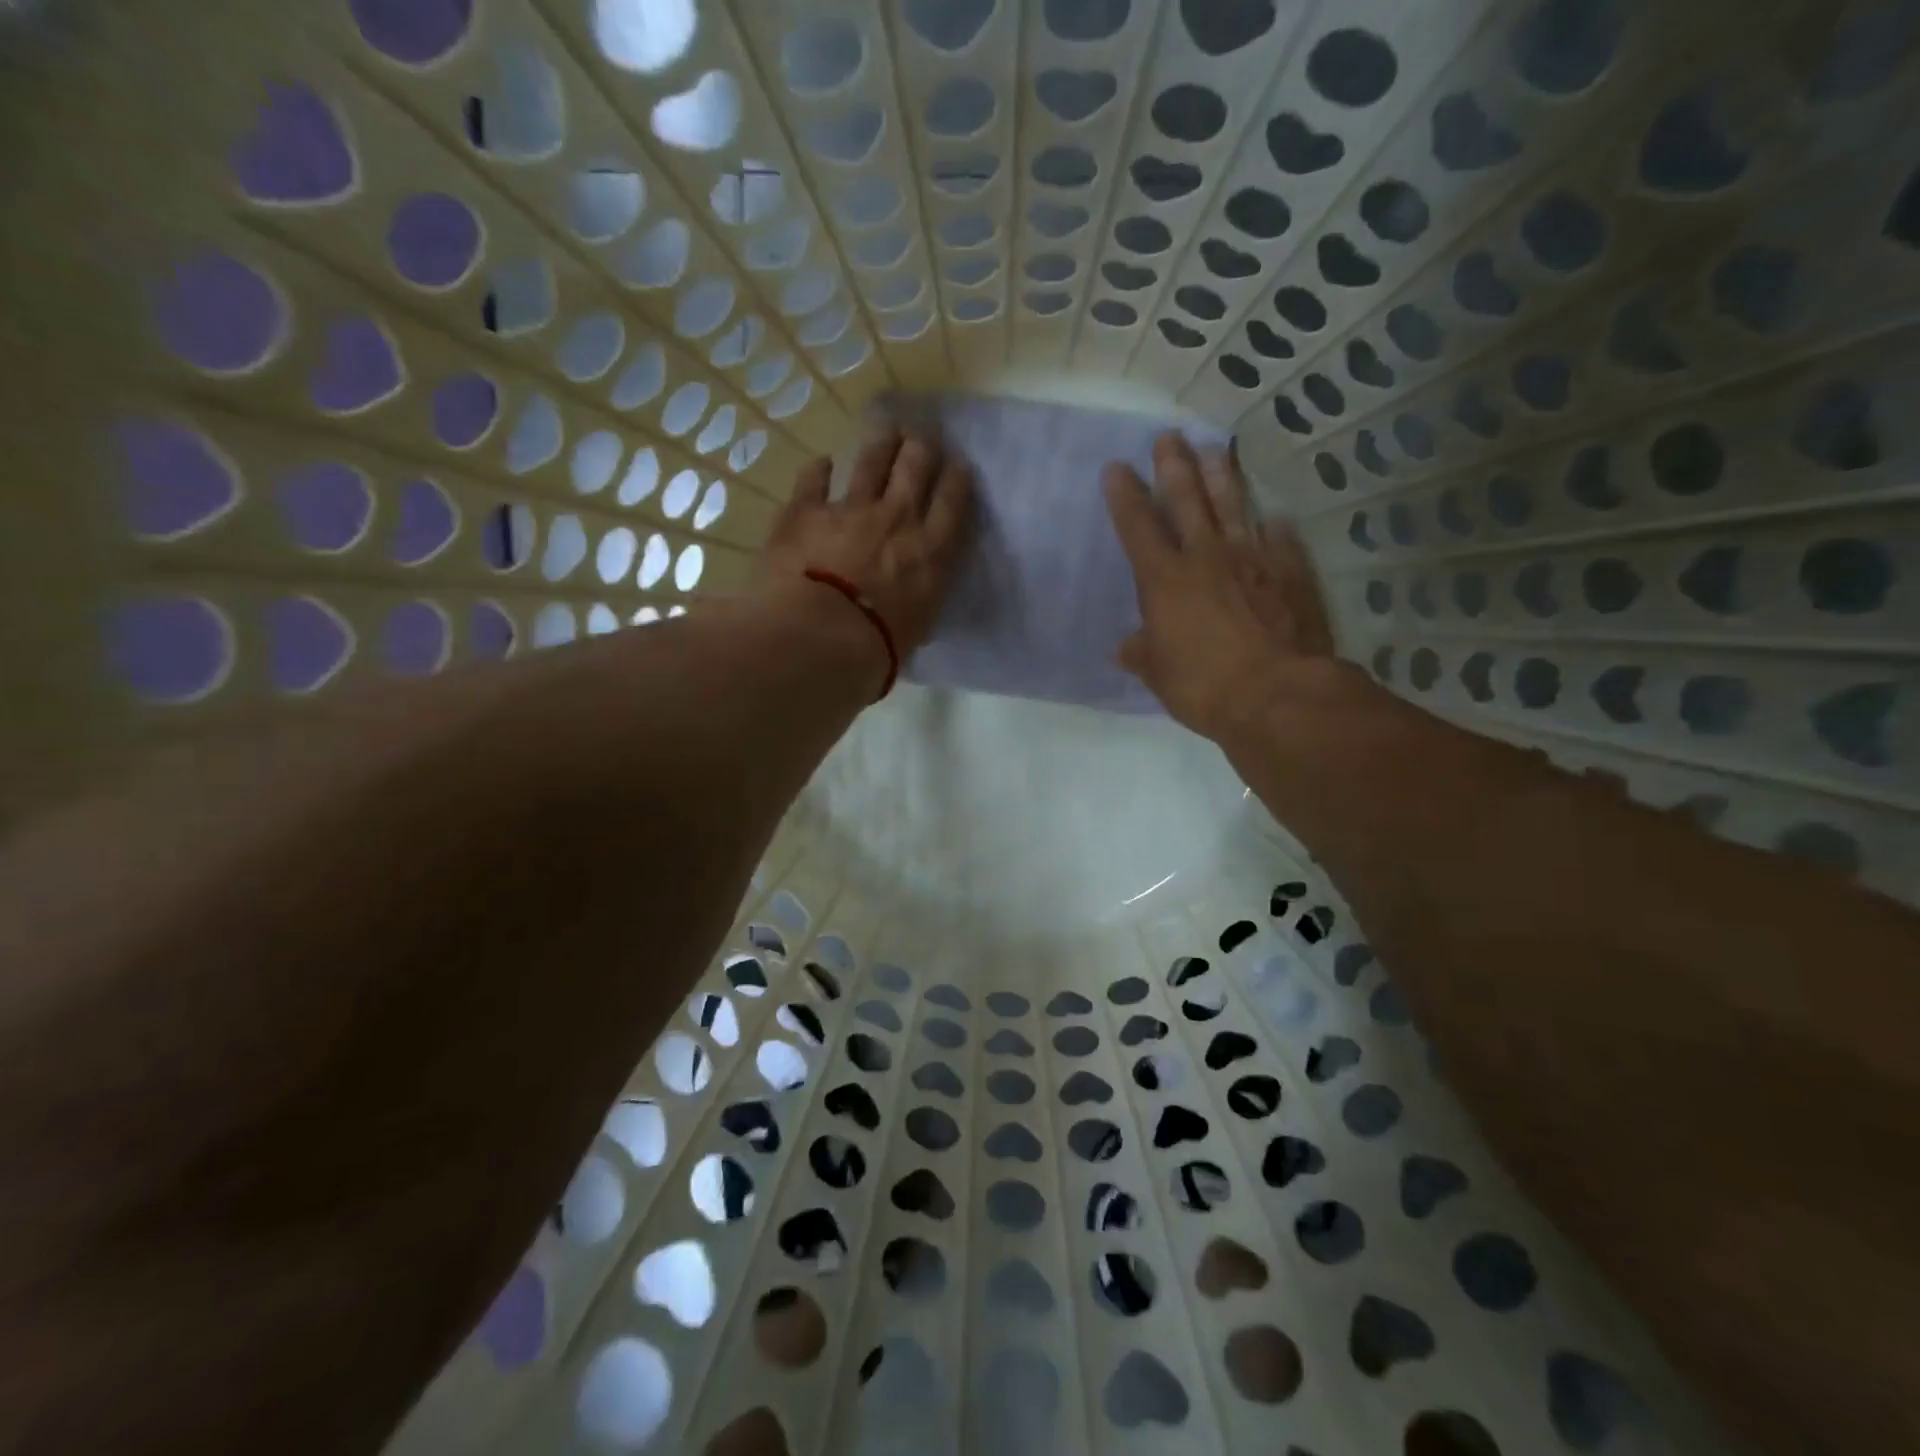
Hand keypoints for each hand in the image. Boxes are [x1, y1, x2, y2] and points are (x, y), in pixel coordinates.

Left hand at [759, 431, 973, 656]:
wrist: (819, 638)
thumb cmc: (877, 648)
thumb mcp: (917, 627)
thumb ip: (919, 599)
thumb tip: (913, 597)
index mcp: (931, 551)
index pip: (953, 501)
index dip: (957, 477)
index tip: (958, 465)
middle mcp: (896, 518)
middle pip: (916, 466)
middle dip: (922, 448)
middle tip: (923, 439)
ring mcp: (849, 508)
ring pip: (873, 460)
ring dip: (882, 444)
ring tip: (887, 433)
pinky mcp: (805, 510)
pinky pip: (814, 479)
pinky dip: (819, 470)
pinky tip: (822, 463)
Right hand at [1105, 433, 1332, 741]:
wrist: (1277, 694)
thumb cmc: (1204, 685)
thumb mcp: (1159, 675)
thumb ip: (1142, 653)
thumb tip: (1125, 648)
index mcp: (1165, 580)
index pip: (1138, 527)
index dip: (1124, 496)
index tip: (1116, 467)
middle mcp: (1206, 557)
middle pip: (1187, 500)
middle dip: (1173, 466)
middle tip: (1168, 437)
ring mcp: (1252, 559)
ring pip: (1233, 506)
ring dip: (1221, 476)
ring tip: (1214, 449)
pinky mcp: (1290, 572)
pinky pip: (1279, 540)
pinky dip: (1273, 528)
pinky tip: (1274, 517)